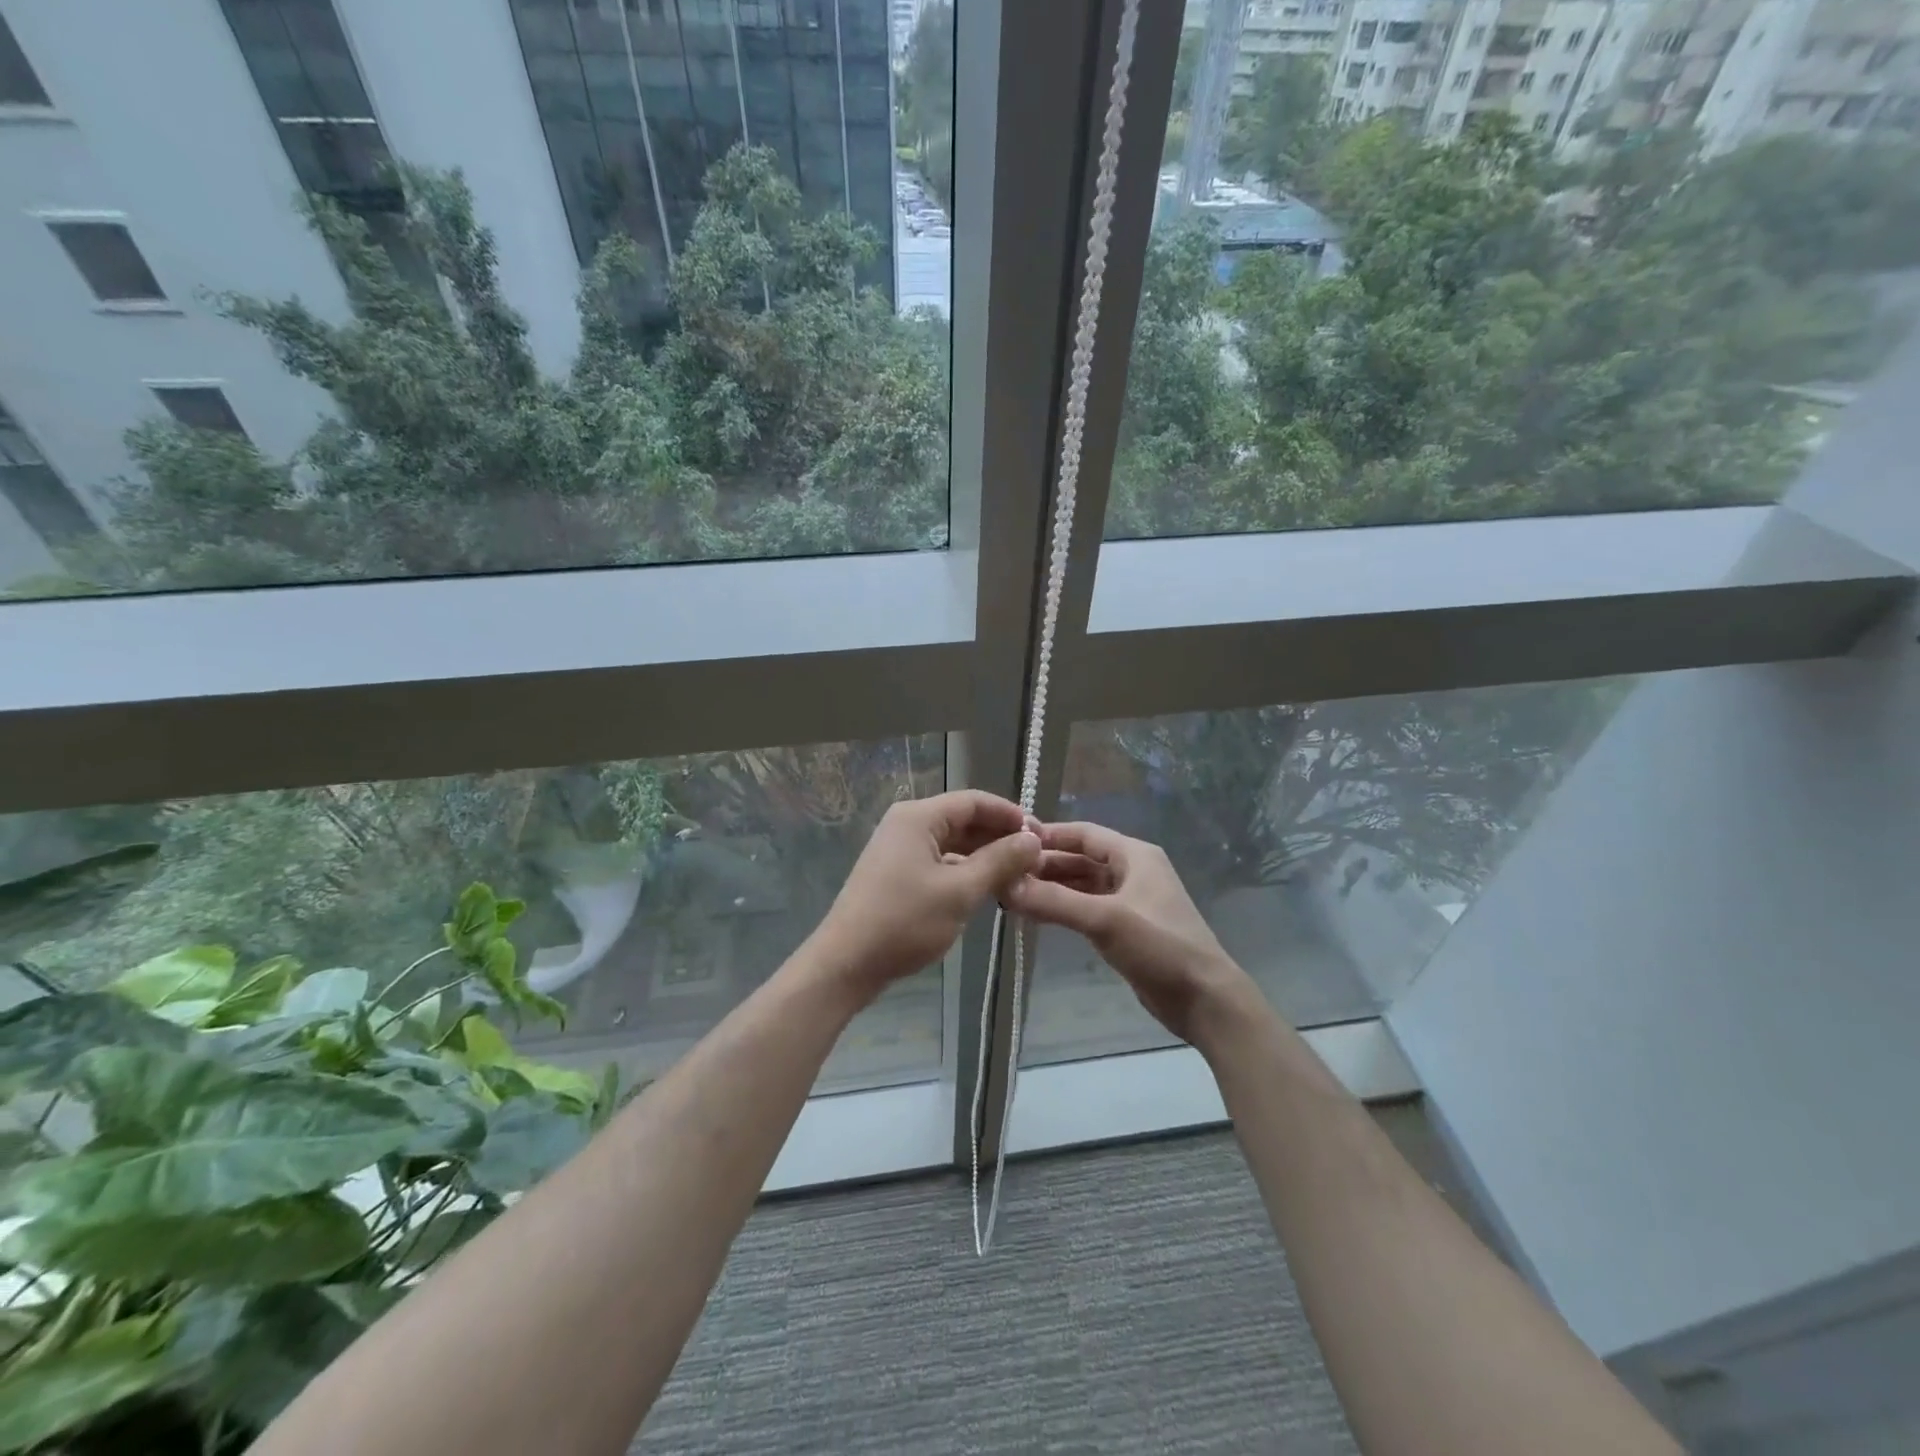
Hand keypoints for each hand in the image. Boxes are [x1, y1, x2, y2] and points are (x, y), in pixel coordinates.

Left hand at [810, 790, 1040, 998]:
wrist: (847, 963)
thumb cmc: (904, 921)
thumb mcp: (960, 891)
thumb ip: (1000, 861)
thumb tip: (1033, 839)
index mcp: (919, 817)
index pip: (975, 801)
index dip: (1011, 815)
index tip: (1042, 836)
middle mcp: (908, 823)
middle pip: (964, 819)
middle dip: (1000, 837)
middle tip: (1035, 861)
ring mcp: (900, 848)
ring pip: (954, 843)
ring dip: (985, 856)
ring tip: (1019, 877)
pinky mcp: (898, 872)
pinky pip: (940, 860)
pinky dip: (965, 870)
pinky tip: (988, 889)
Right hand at [1006, 822, 1253, 1043]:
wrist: (1204, 998)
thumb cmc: (1159, 946)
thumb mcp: (1105, 919)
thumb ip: (1054, 901)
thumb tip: (1005, 885)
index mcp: (1134, 855)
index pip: (1083, 833)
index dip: (1048, 835)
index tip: (1010, 841)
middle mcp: (1132, 871)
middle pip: (1080, 859)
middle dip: (1045, 865)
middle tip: (1005, 875)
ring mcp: (1130, 900)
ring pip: (1082, 885)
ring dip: (1052, 888)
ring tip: (1014, 896)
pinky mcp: (1127, 928)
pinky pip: (1087, 908)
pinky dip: (1064, 909)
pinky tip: (1038, 916)